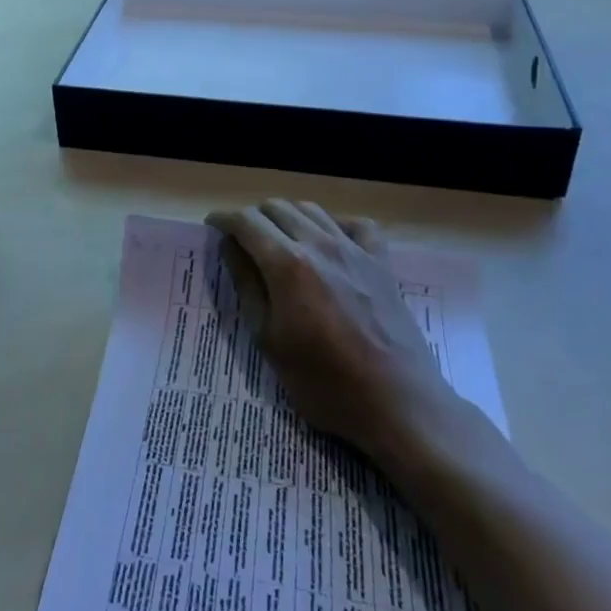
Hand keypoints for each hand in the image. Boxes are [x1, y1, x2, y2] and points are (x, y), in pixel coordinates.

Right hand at [207, 200, 463, 465]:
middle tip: (242, 241)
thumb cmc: (324, 382)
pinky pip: (356, 225)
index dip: (224, 219)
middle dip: (253, 218)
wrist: (397, 403)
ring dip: (287, 217)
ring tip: (278, 240)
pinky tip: (329, 243)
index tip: (213, 226)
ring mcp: (355, 249)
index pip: (246, 222)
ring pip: (312, 210)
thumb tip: (230, 247)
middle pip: (277, 208)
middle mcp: (320, 244)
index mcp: (287, 264)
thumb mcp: (269, 340)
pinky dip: (335, 225)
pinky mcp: (381, 262)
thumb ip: (247, 286)